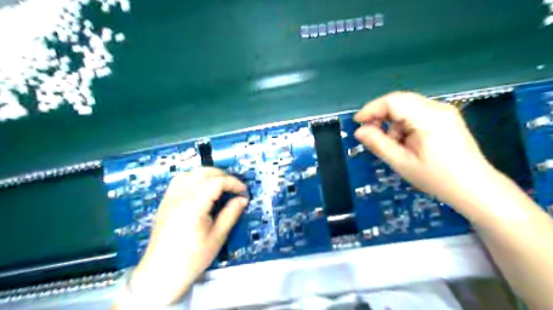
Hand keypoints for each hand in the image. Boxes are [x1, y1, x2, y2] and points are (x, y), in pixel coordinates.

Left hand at [126, 167, 246, 304]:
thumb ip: (231, 214)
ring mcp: (170, 198)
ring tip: (219, 186)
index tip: (244, 192)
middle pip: (203, 172)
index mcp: (194, 205)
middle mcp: (180, 196)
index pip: (217, 182)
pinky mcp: (166, 202)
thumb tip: (242, 199)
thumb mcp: (217, 237)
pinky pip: (180, 180)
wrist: (161, 273)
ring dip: (208, 175)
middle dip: (223, 176)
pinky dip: (194, 178)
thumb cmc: (192, 258)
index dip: (234, 183)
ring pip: (191, 173)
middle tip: (234, 189)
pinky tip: (201, 189)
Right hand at [357, 93, 499, 210]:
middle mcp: (438, 108)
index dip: (372, 109)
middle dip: (381, 116)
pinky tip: (406, 143)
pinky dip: (404, 125)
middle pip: (400, 101)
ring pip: (407, 108)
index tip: (357, 123)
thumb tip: (359, 131)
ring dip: (393, 122)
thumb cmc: (437, 178)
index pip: (393, 101)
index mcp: (428, 117)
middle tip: (370, 134)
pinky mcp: (446, 118)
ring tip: (394, 145)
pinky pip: (417, 114)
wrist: (475, 189)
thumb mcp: (402, 162)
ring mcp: (444, 112)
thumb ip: (378, 143)